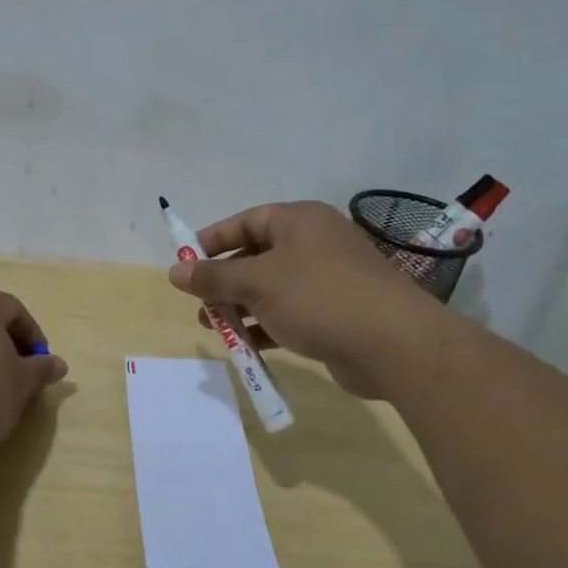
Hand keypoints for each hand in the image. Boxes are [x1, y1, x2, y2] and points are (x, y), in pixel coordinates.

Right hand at [168, 201, 447, 397]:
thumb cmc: (319, 297)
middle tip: (199, 302)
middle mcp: (314, 244)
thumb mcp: (257, 282)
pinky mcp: (335, 313)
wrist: (393, 344)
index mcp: (299, 221)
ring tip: (214, 327)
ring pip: (271, 288)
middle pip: (256, 256)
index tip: (184, 262)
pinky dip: (265, 326)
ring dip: (240, 307)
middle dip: (224, 281)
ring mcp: (327, 280)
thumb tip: (174, 271)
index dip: (212, 240)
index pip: (246, 221)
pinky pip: (289, 313)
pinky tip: (245, 346)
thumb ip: (214, 276)